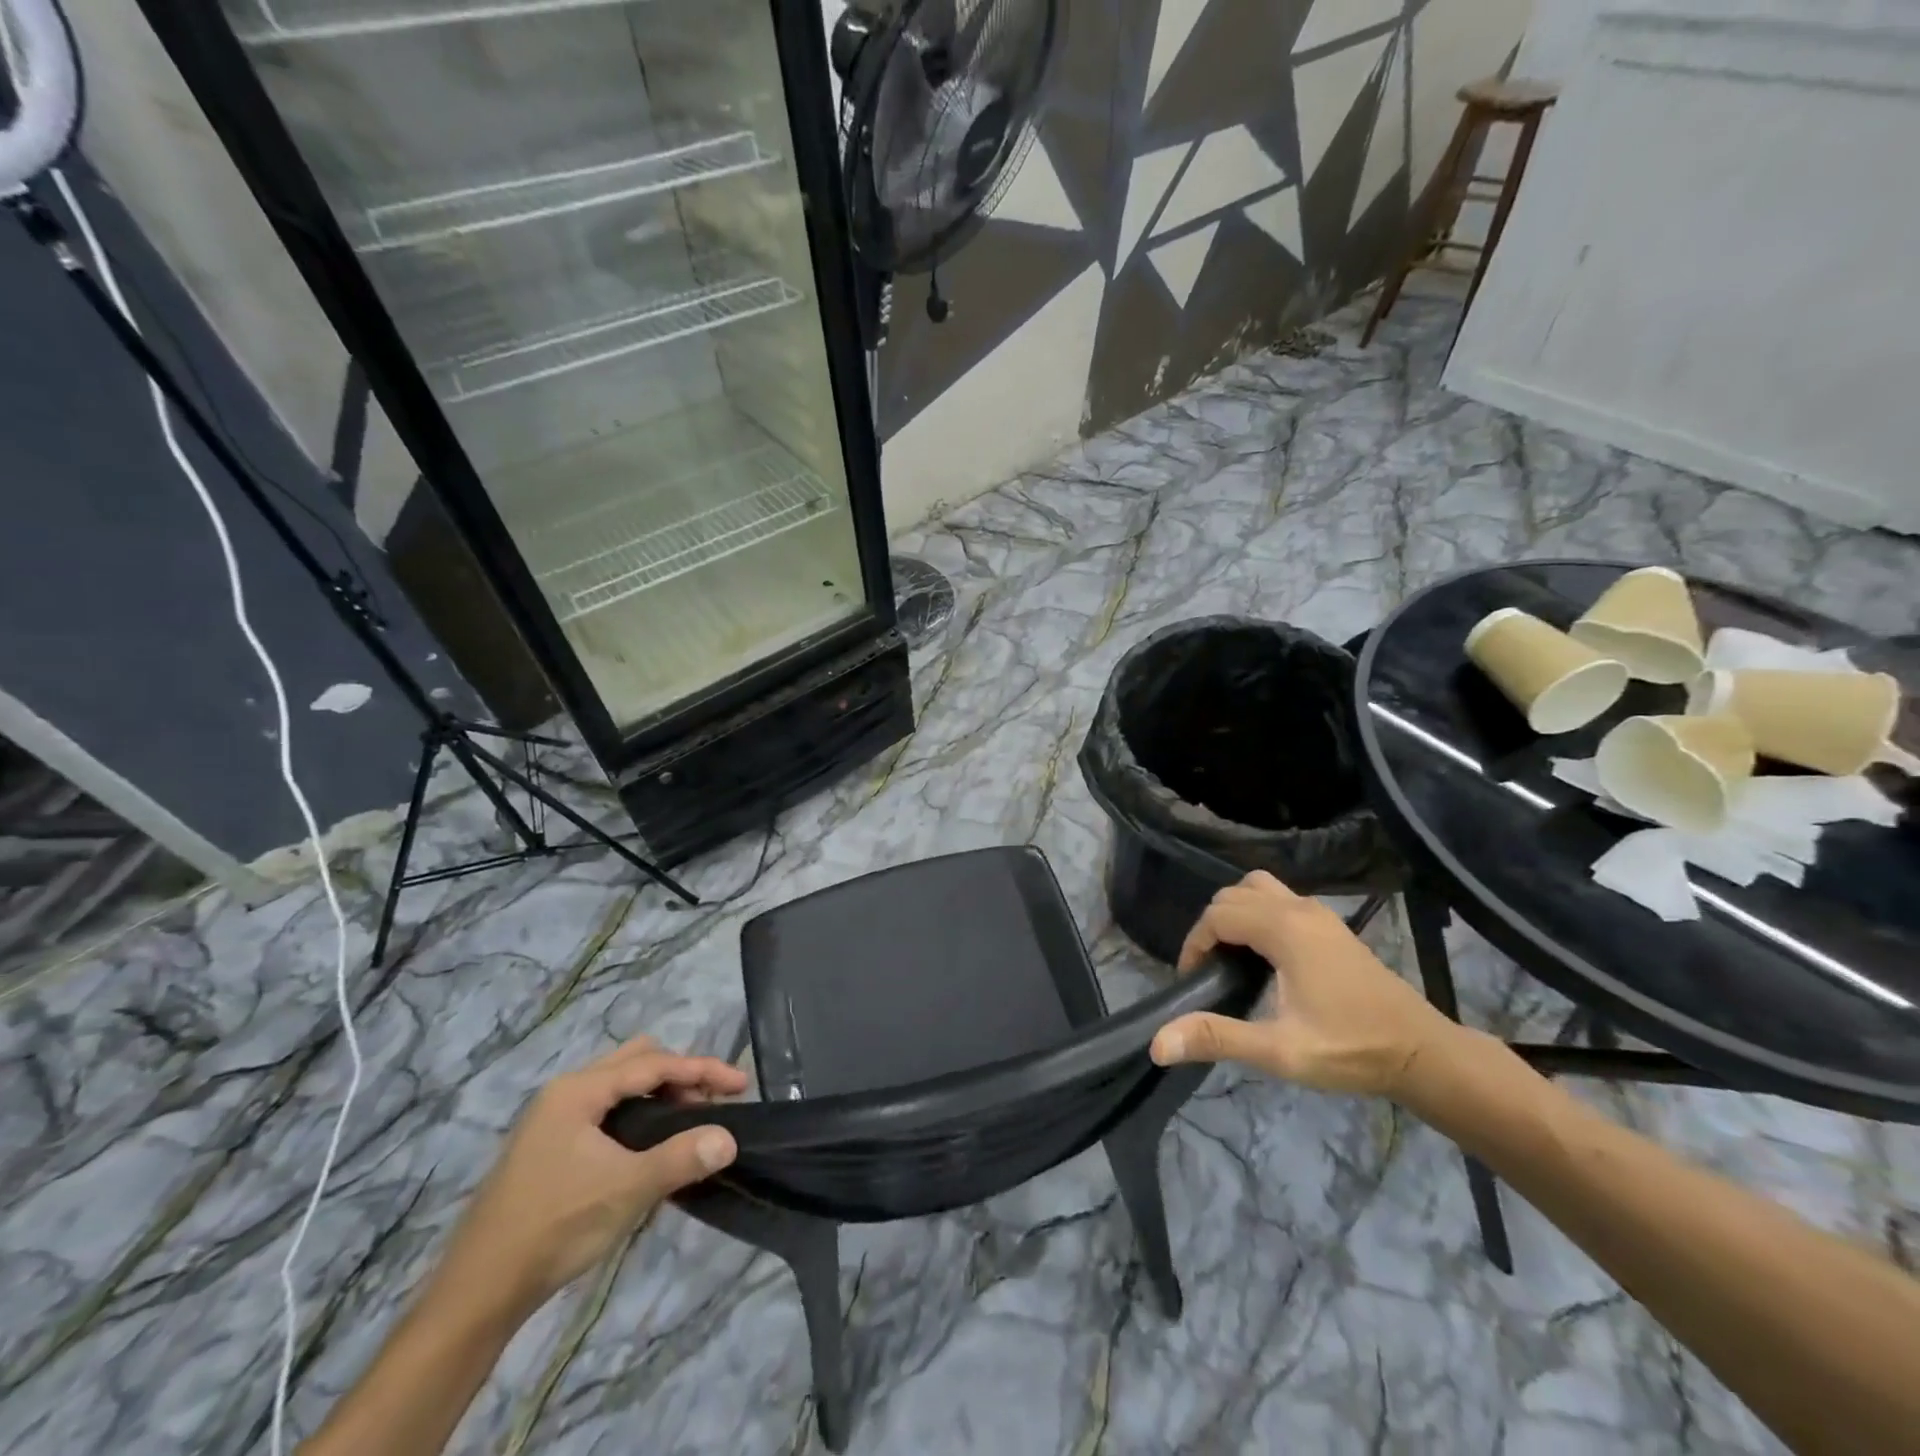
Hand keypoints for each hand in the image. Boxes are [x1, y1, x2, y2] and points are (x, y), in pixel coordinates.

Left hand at [438, 1037, 746, 1316]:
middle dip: (681, 1075)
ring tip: (690, 1123)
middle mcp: (566, 1092)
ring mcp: (554, 1119)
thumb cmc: (553, 1227)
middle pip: (638, 1062)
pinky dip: (639, 1115)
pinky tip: (652, 1145)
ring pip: (622, 1087)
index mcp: (579, 1090)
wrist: (476, 1294)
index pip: (654, 1063)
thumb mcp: (625, 1190)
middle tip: (713, 1103)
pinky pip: (608, 1110)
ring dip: (660, 1095)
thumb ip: (681, 1158)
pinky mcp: (550, 1146)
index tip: (741, 1084)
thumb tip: (729, 1139)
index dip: (702, 1070)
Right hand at [1149, 871, 1454, 1097]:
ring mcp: (1319, 913)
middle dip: (1210, 928)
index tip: (1193, 982)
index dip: (1194, 945)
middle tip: (1210, 973)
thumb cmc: (1350, 1050)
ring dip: (1235, 913)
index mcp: (1284, 930)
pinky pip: (1280, 899)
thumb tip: (1158, 1042)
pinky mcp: (1332, 925)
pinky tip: (1266, 957)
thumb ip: (1218, 1038)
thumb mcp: (1279, 1050)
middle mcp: (1299, 909)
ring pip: (1258, 889)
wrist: (1423, 1053)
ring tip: (1234, 957)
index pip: (1217, 915)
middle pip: (1233, 895)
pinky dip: (1259, 914)